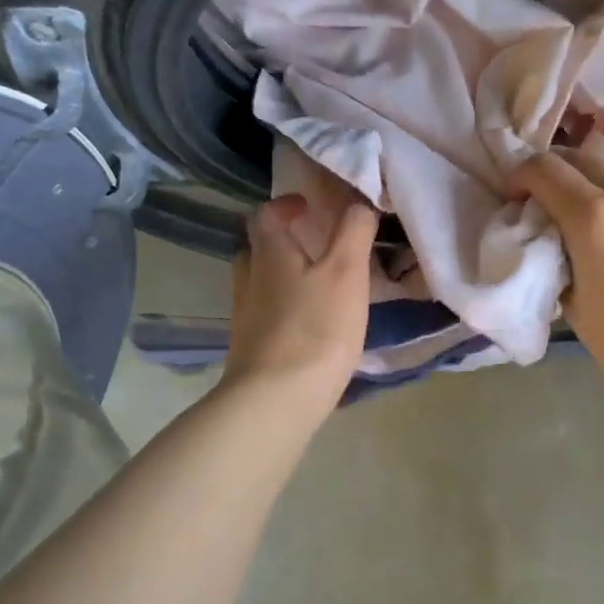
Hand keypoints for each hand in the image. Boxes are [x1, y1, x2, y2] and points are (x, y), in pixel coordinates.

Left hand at [224, 194, 378, 405]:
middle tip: (315, 246)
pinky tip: (310, 326)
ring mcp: (245, 317)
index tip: (308, 207)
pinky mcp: (249, 349)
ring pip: (260, 284)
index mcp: (269, 254)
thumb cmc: (316, 328)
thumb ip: (353, 232)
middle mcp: (249, 279)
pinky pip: (266, 316)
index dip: (285, 205)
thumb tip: (358, 204)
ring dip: (283, 277)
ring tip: (318, 286)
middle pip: (258, 249)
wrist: (276, 400)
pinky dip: (284, 310)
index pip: (265, 214)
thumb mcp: (346, 272)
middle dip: (283, 242)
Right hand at [509, 119, 603, 416]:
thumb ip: (561, 262)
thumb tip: (557, 243)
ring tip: (603, 120)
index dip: (521, 176)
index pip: (545, 173)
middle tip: (547, 177)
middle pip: (586, 159)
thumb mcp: (575, 306)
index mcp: (594, 218)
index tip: (514, 194)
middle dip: (558, 160)